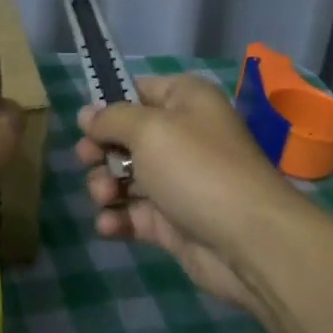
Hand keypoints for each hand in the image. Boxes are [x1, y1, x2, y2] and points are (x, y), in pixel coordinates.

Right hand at [75, 74, 310, 311]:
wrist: (248, 241)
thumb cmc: (196, 169)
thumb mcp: (148, 130)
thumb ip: (111, 119)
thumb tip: (87, 115)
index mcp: (186, 101)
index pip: (139, 90)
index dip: (109, 104)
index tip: (84, 122)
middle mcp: (182, 136)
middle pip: (127, 136)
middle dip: (101, 150)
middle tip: (88, 160)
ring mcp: (177, 181)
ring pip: (126, 176)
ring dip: (105, 185)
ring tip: (103, 197)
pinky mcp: (173, 221)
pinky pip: (134, 213)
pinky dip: (118, 218)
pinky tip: (109, 225)